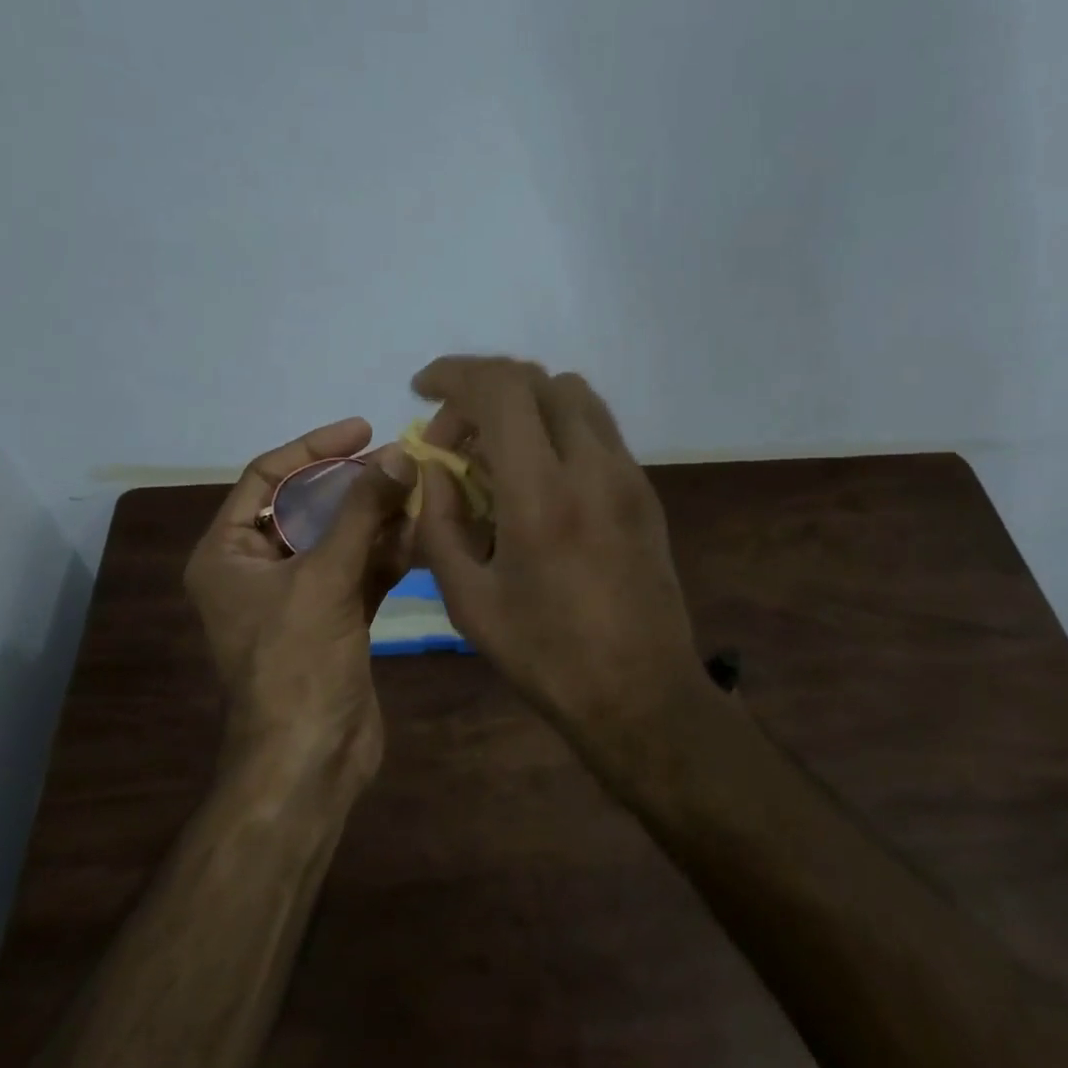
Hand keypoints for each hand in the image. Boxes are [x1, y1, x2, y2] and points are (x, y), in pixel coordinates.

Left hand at [184, 419, 415, 781]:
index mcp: (227, 553)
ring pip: (339, 539)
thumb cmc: (298, 663)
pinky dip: (387, 554)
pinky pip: (359, 572)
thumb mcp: (324, 578)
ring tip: (422, 492)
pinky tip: (422, 535)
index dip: (314, 448)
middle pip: (307, 506)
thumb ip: (360, 512)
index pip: (266, 477)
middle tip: (403, 462)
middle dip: (354, 484)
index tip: (363, 429)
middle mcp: (257, 568)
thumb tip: (398, 456)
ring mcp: (298, 596)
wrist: (310, 758)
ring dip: (378, 517)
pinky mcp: (333, 619)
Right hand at [411, 357, 706, 752]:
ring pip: (574, 397)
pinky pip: (597, 432)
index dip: (454, 374)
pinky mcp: (645, 493)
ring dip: (525, 407)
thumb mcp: (469, 601)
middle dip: (484, 393)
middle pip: (538, 381)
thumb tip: (433, 470)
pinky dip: (557, 431)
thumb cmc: (546, 656)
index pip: (500, 389)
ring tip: (496, 457)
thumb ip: (440, 524)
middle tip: (455, 439)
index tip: (422, 389)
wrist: (640, 693)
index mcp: (541, 496)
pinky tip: (538, 482)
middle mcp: (592, 468)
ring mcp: (628, 477)